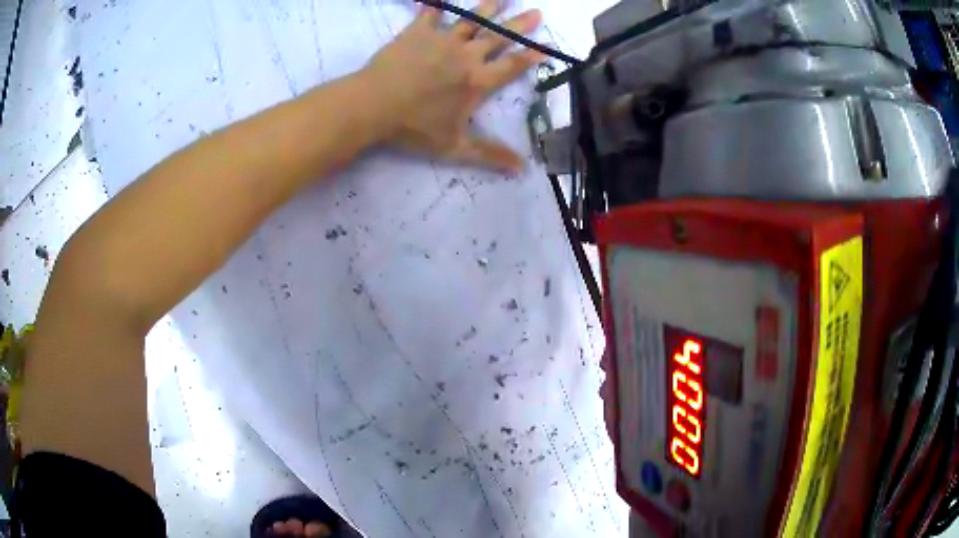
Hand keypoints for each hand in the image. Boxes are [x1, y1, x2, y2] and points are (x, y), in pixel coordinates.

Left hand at [362, 0, 543, 172]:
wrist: (373, 106)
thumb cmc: (414, 128)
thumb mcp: (454, 147)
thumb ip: (489, 155)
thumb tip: (522, 169)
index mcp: (478, 81)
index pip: (512, 65)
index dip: (532, 56)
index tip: (547, 45)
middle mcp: (466, 55)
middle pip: (499, 37)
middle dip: (520, 25)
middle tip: (536, 12)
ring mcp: (442, 40)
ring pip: (471, 20)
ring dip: (488, 8)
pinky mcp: (417, 32)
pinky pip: (431, 13)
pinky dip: (437, 4)